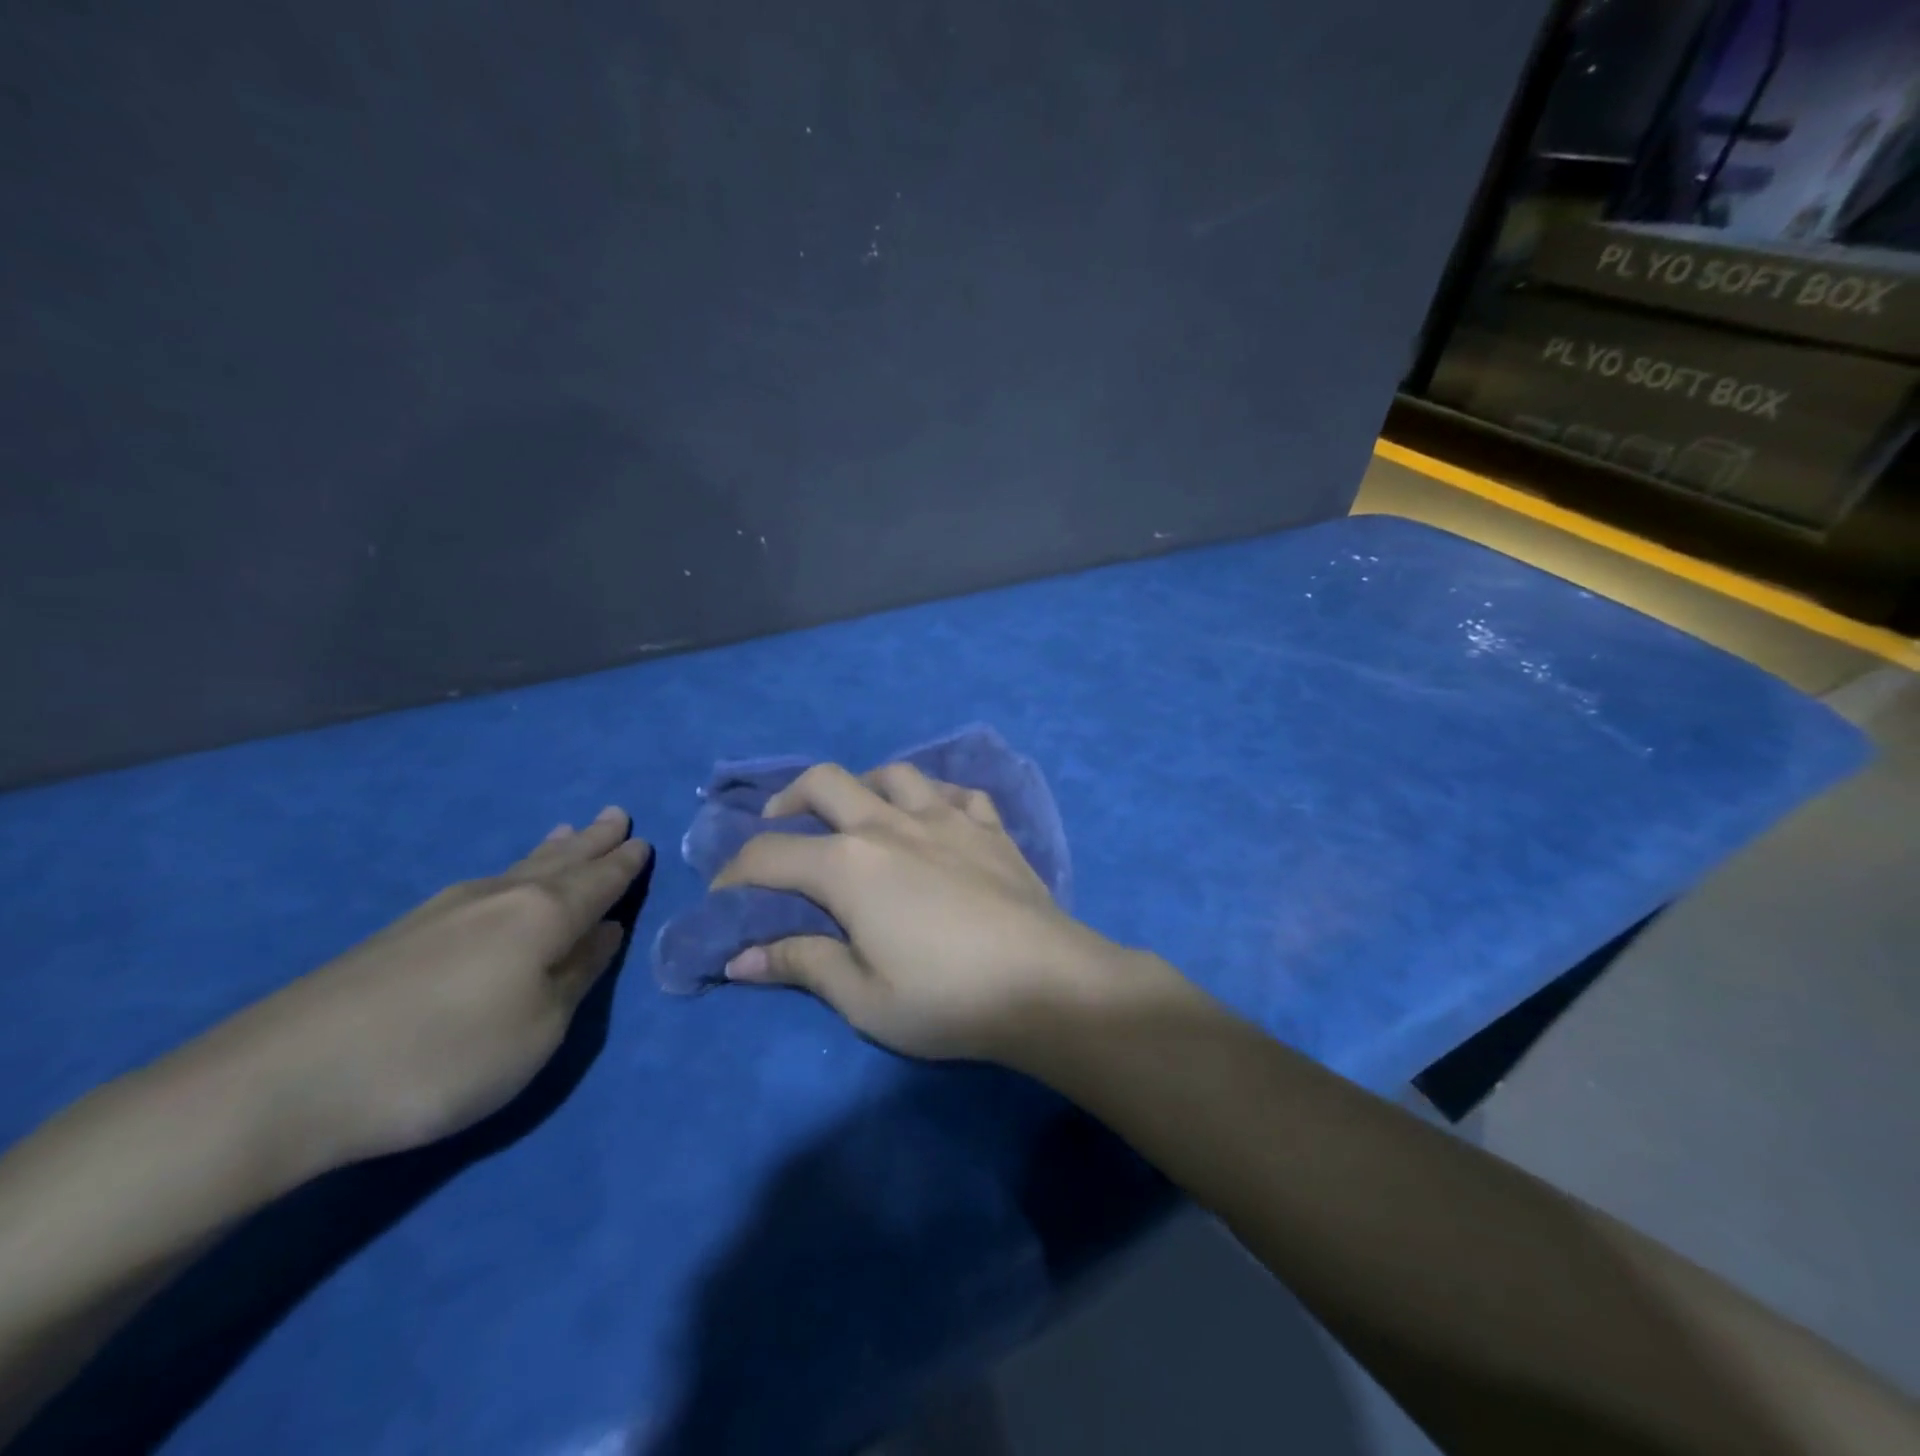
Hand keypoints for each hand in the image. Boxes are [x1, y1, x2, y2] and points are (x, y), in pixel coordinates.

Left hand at [191, 808, 650, 1173]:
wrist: (283, 1081)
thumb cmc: (443, 1059)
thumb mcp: (538, 1031)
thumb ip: (577, 976)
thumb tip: (605, 931)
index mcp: (544, 916)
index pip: (600, 882)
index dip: (625, 864)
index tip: (644, 842)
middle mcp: (501, 897)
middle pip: (560, 862)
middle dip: (593, 841)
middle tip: (616, 814)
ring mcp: (446, 909)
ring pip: (518, 867)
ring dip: (552, 850)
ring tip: (569, 830)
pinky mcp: (403, 931)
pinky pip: (485, 883)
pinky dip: (512, 869)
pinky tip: (504, 877)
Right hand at [712, 763, 1178, 1062]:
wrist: (1047, 984)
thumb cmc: (947, 998)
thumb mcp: (863, 997)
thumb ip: (801, 965)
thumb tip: (740, 958)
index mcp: (850, 865)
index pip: (770, 855)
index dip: (735, 872)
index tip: (724, 894)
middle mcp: (891, 824)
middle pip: (825, 782)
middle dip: (788, 799)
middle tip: (781, 826)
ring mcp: (946, 818)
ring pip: (894, 774)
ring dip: (864, 785)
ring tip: (860, 815)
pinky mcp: (990, 827)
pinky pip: (956, 791)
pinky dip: (935, 797)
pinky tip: (936, 819)